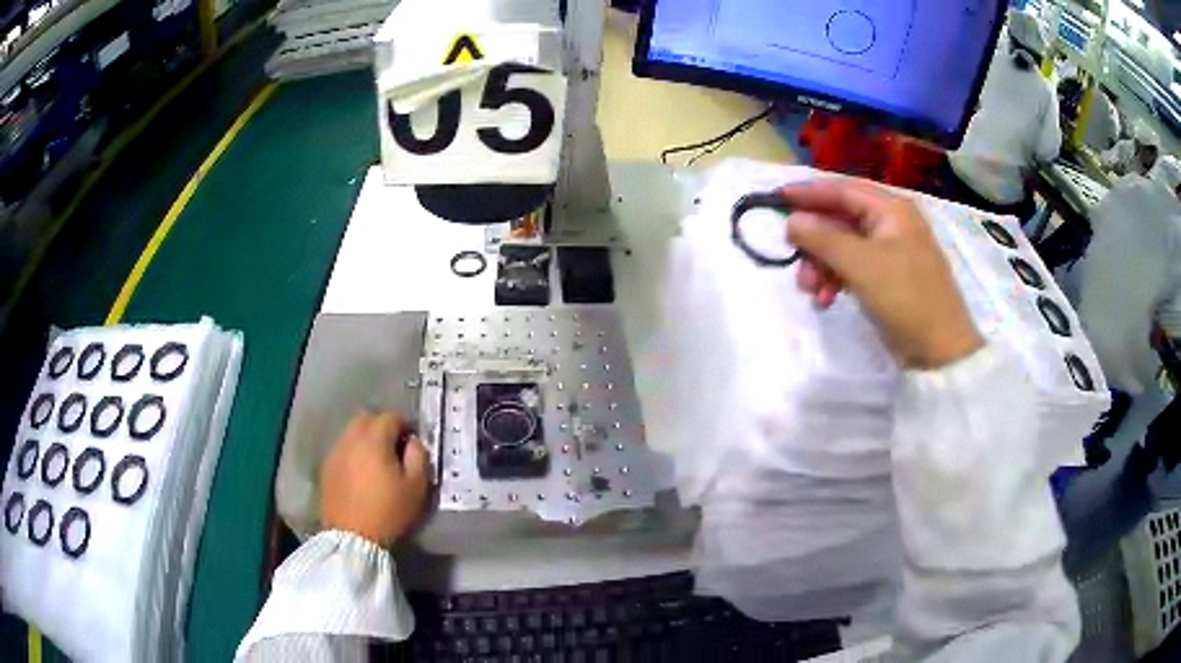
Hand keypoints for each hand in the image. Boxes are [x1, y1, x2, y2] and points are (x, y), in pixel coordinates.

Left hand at [320, 411, 429, 546]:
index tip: (412, 444)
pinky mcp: (326, 468)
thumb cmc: (389, 511)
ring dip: (365, 440)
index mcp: (374, 440)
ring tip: (375, 462)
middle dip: (382, 427)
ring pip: (351, 433)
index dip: (405, 426)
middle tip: (393, 448)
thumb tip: (413, 442)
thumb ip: (419, 456)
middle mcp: (351, 439)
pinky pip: (341, 450)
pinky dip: (352, 454)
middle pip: (367, 418)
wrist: (353, 537)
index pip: (391, 417)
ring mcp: (335, 453)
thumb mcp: (416, 487)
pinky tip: (360, 474)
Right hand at [782, 180, 982, 369]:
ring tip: (810, 291)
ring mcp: (891, 252)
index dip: (808, 193)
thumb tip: (791, 221)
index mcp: (891, 209)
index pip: (842, 190)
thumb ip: (823, 239)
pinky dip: (836, 280)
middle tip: (793, 260)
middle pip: (841, 220)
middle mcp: (891, 224)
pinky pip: (853, 269)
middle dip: (815, 241)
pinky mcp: (888, 278)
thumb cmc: (906, 297)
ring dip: (822, 265)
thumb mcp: (862, 265)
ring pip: (844, 247)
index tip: (776, 199)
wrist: (941, 350)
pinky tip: (825, 301)